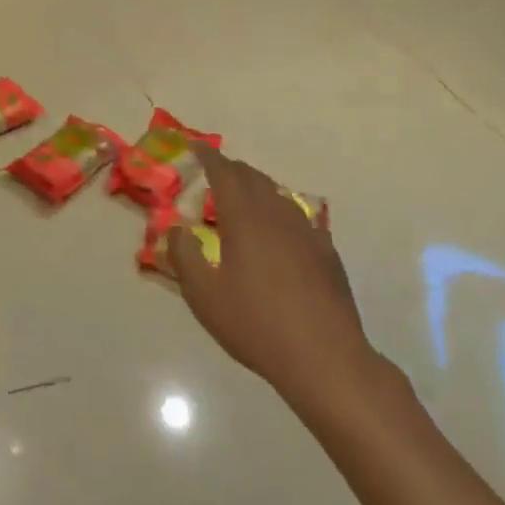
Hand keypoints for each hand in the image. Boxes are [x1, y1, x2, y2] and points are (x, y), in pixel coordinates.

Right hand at [166, 147, 382, 422]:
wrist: (325, 358)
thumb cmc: (256, 324)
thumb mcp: (204, 295)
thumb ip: (184, 255)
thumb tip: (177, 228)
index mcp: (245, 218)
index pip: (224, 173)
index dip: (208, 156)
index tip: (195, 146)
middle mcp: (277, 215)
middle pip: (254, 178)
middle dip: (232, 169)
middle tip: (214, 171)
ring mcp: (308, 233)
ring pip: (278, 195)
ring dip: (257, 188)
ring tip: (243, 198)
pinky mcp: (327, 254)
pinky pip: (299, 218)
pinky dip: (280, 212)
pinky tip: (279, 230)